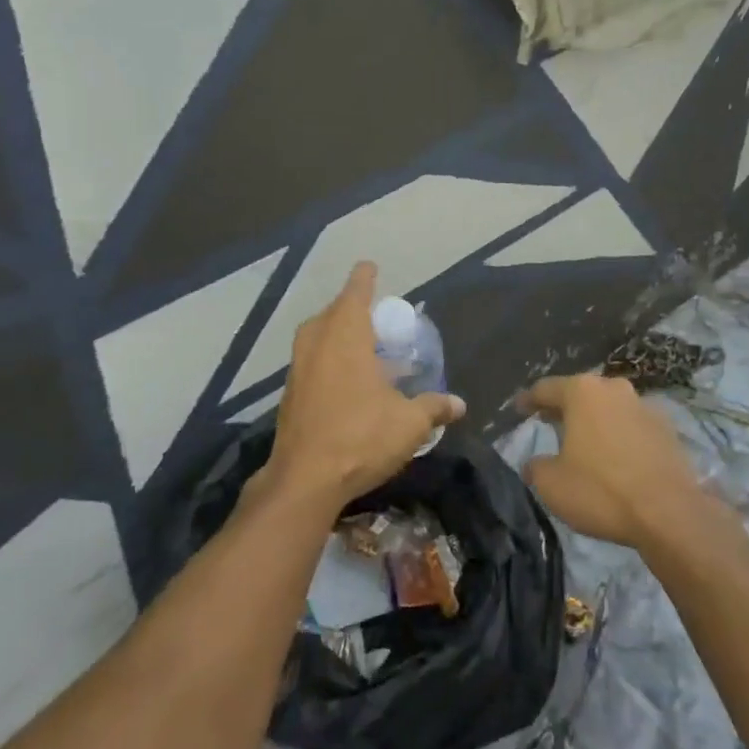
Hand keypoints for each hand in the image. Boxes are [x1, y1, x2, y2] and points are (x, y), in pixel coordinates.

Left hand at [264, 262, 464, 513]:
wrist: (304, 480)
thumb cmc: (360, 437)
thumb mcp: (409, 423)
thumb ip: (434, 407)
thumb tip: (459, 405)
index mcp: (345, 335)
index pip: (355, 291)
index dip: (364, 278)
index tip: (370, 267)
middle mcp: (317, 342)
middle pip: (334, 312)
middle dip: (353, 309)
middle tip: (376, 320)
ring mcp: (298, 367)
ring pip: (318, 337)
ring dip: (338, 336)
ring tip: (365, 351)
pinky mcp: (289, 393)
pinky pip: (311, 361)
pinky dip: (328, 361)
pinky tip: (347, 384)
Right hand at [517, 373, 705, 548]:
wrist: (669, 513)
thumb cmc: (601, 491)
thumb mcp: (551, 484)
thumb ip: (536, 467)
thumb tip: (535, 463)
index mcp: (582, 392)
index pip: (545, 388)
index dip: (528, 400)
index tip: (519, 409)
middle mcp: (614, 388)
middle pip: (580, 393)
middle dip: (564, 408)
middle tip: (549, 423)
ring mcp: (645, 406)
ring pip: (609, 408)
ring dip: (595, 421)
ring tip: (584, 443)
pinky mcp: (668, 428)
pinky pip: (633, 426)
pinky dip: (620, 436)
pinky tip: (616, 457)